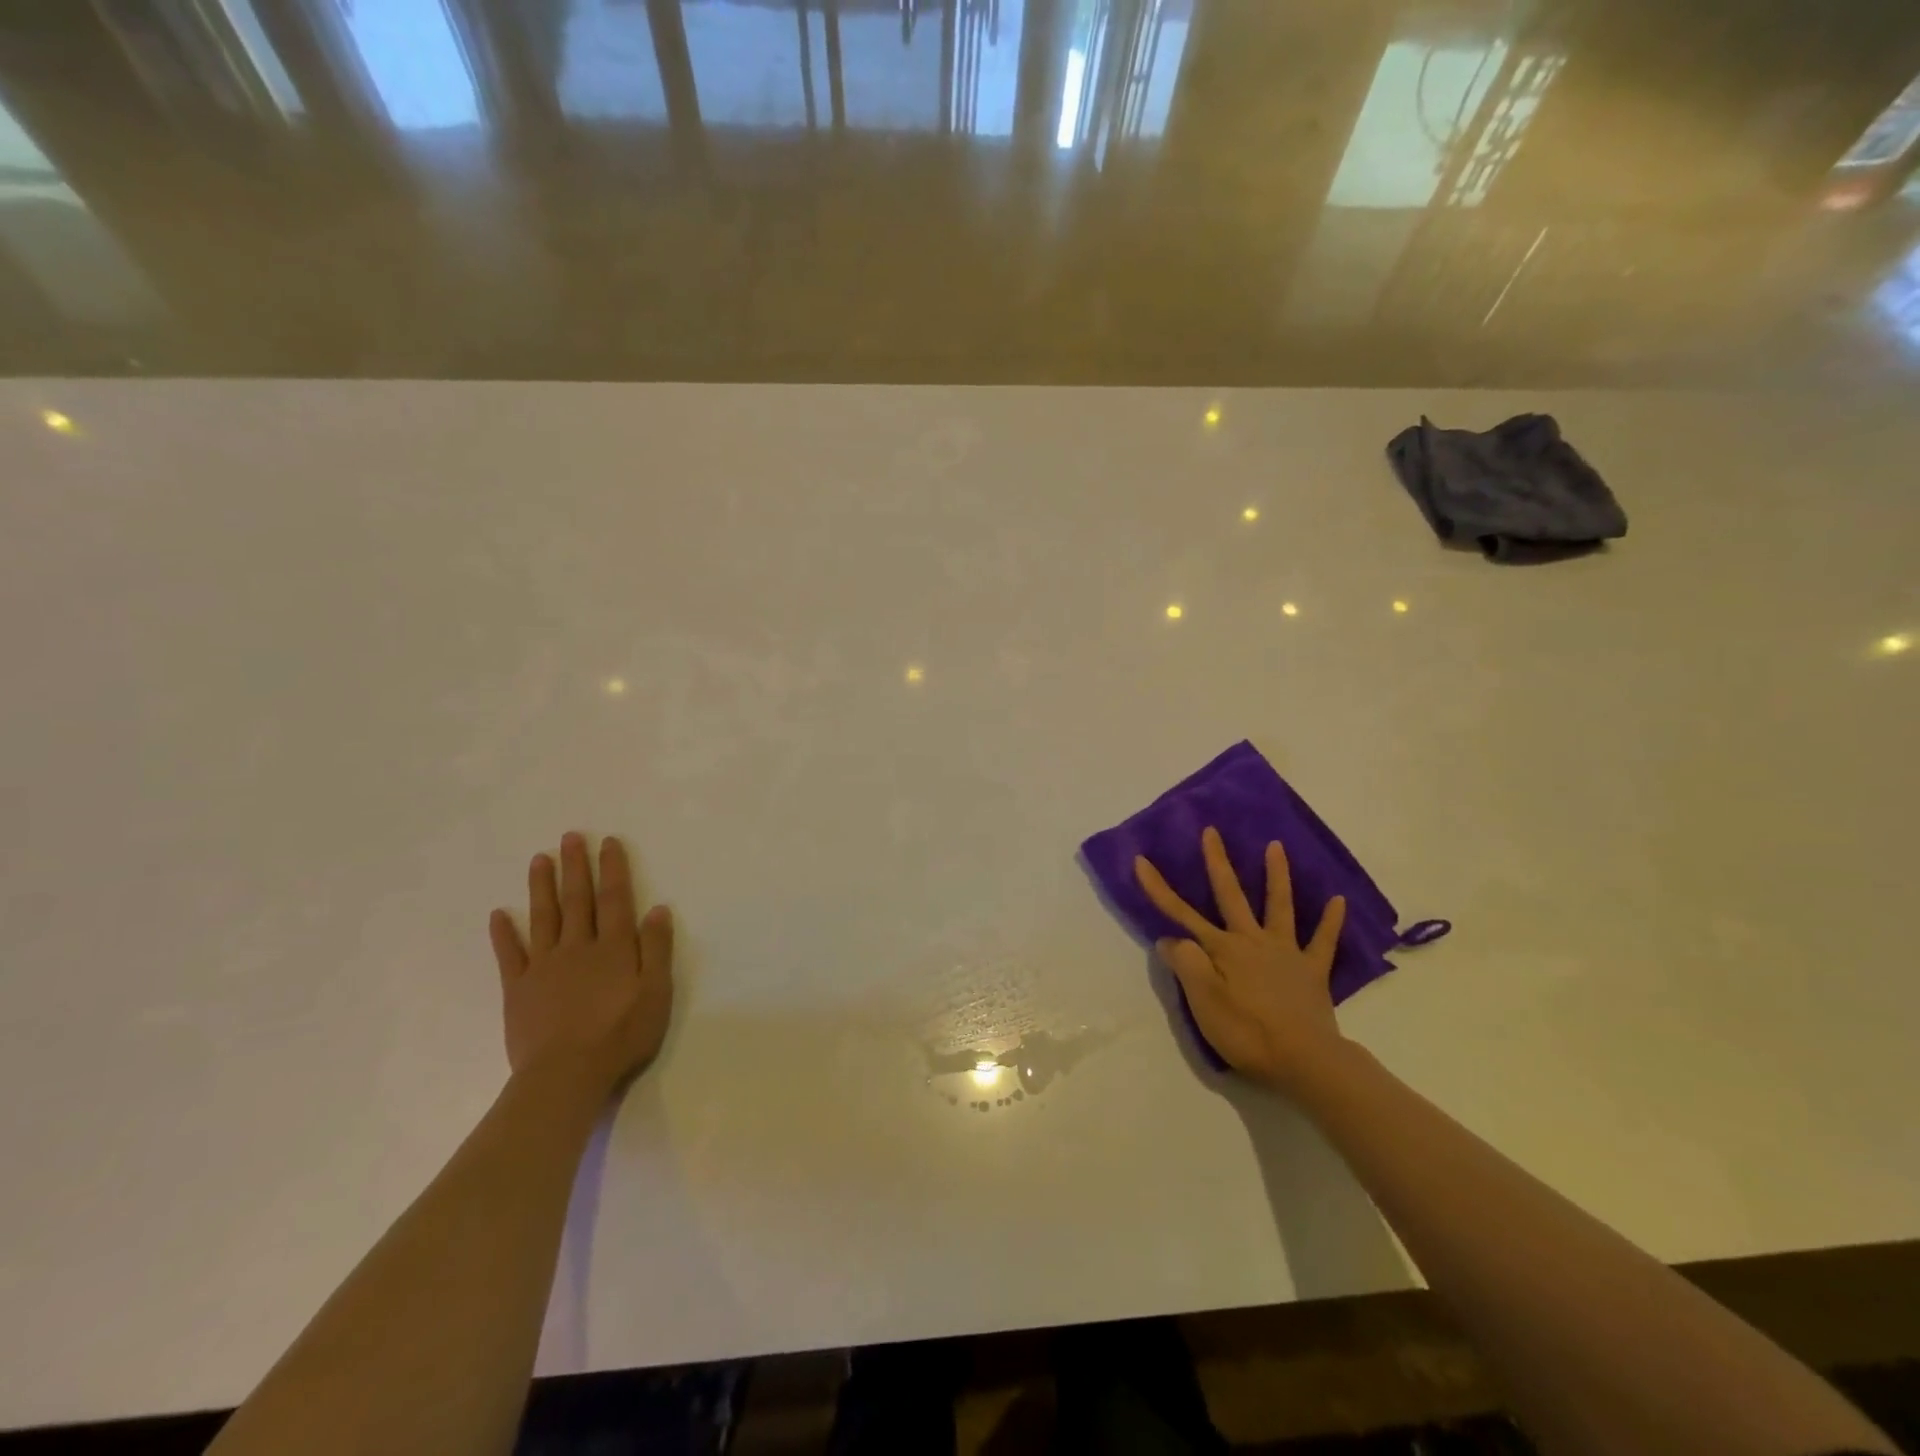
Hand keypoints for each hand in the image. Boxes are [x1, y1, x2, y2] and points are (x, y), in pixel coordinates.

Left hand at [489, 832, 674, 1098]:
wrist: (566, 1075)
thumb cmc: (621, 1035)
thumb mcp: (657, 993)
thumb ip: (657, 949)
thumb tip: (658, 908)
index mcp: (614, 948)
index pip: (615, 899)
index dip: (613, 869)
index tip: (607, 842)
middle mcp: (578, 947)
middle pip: (578, 900)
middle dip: (576, 867)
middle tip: (570, 837)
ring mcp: (544, 966)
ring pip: (543, 917)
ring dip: (541, 887)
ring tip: (539, 859)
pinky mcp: (517, 990)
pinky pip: (510, 955)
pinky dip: (504, 933)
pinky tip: (499, 914)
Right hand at [1134, 826, 1347, 1092]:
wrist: (1305, 1060)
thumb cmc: (1247, 1032)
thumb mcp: (1203, 1002)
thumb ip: (1185, 964)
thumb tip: (1168, 938)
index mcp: (1222, 949)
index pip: (1181, 914)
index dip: (1158, 888)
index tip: (1141, 860)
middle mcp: (1252, 940)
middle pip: (1231, 895)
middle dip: (1217, 862)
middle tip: (1211, 832)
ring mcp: (1285, 952)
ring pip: (1279, 906)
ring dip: (1277, 875)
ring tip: (1276, 846)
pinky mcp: (1312, 971)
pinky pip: (1323, 941)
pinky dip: (1331, 920)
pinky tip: (1339, 900)